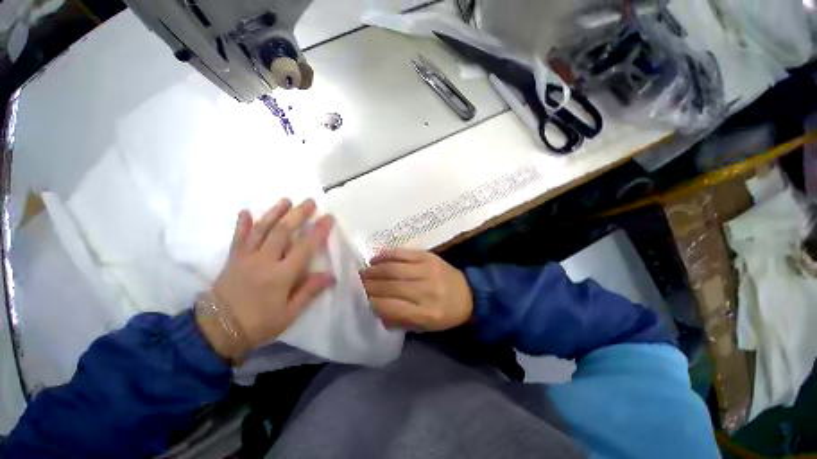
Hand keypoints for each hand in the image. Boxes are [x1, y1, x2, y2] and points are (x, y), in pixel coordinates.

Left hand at [198, 198, 335, 362]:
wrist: (218, 331)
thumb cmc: (259, 323)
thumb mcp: (289, 313)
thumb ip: (309, 291)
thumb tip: (331, 275)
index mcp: (281, 275)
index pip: (305, 247)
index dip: (318, 230)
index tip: (328, 217)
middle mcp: (264, 261)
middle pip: (283, 231)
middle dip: (298, 214)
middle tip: (310, 201)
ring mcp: (246, 257)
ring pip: (262, 229)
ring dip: (274, 213)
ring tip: (286, 200)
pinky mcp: (233, 259)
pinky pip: (238, 237)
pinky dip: (241, 224)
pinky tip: (245, 211)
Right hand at [361, 249, 472, 331]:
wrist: (469, 294)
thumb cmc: (445, 315)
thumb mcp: (424, 327)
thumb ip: (398, 320)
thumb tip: (374, 307)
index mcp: (426, 313)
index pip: (390, 306)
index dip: (371, 301)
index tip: (359, 298)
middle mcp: (426, 291)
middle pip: (389, 286)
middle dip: (368, 284)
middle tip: (355, 283)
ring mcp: (427, 270)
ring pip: (393, 269)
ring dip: (373, 270)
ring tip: (362, 272)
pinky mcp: (428, 256)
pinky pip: (402, 254)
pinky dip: (385, 255)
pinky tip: (374, 259)